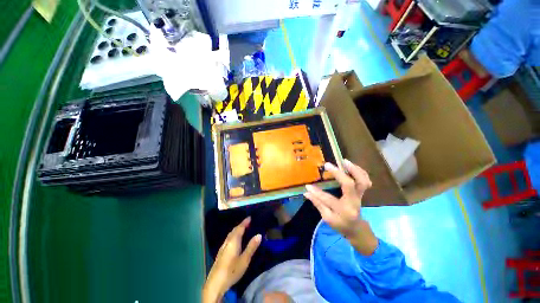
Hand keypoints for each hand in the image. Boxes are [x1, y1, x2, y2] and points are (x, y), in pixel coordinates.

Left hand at [202, 217, 261, 302]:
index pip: (240, 228)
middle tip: (247, 223)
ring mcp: (223, 247)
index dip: (245, 222)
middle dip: (241, 225)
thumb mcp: (245, 259)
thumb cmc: (232, 270)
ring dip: (236, 230)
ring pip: (230, 234)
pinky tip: (234, 240)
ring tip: (242, 229)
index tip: (250, 217)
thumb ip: (251, 246)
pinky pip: (228, 239)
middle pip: (234, 230)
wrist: (215, 283)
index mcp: (234, 241)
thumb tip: (259, 234)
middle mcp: (227, 241)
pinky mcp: (220, 253)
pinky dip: (233, 235)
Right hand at [304, 159, 377, 254]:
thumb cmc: (341, 224)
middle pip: (350, 185)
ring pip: (362, 181)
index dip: (317, 192)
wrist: (356, 228)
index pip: (328, 199)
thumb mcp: (327, 218)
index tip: (307, 186)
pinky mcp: (362, 192)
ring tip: (344, 161)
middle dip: (338, 173)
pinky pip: (365, 180)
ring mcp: (360, 196)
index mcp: (344, 210)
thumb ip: (318, 204)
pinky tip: (351, 166)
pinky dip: (359, 171)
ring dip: (354, 169)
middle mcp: (354, 202)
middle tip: (328, 165)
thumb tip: (306, 192)